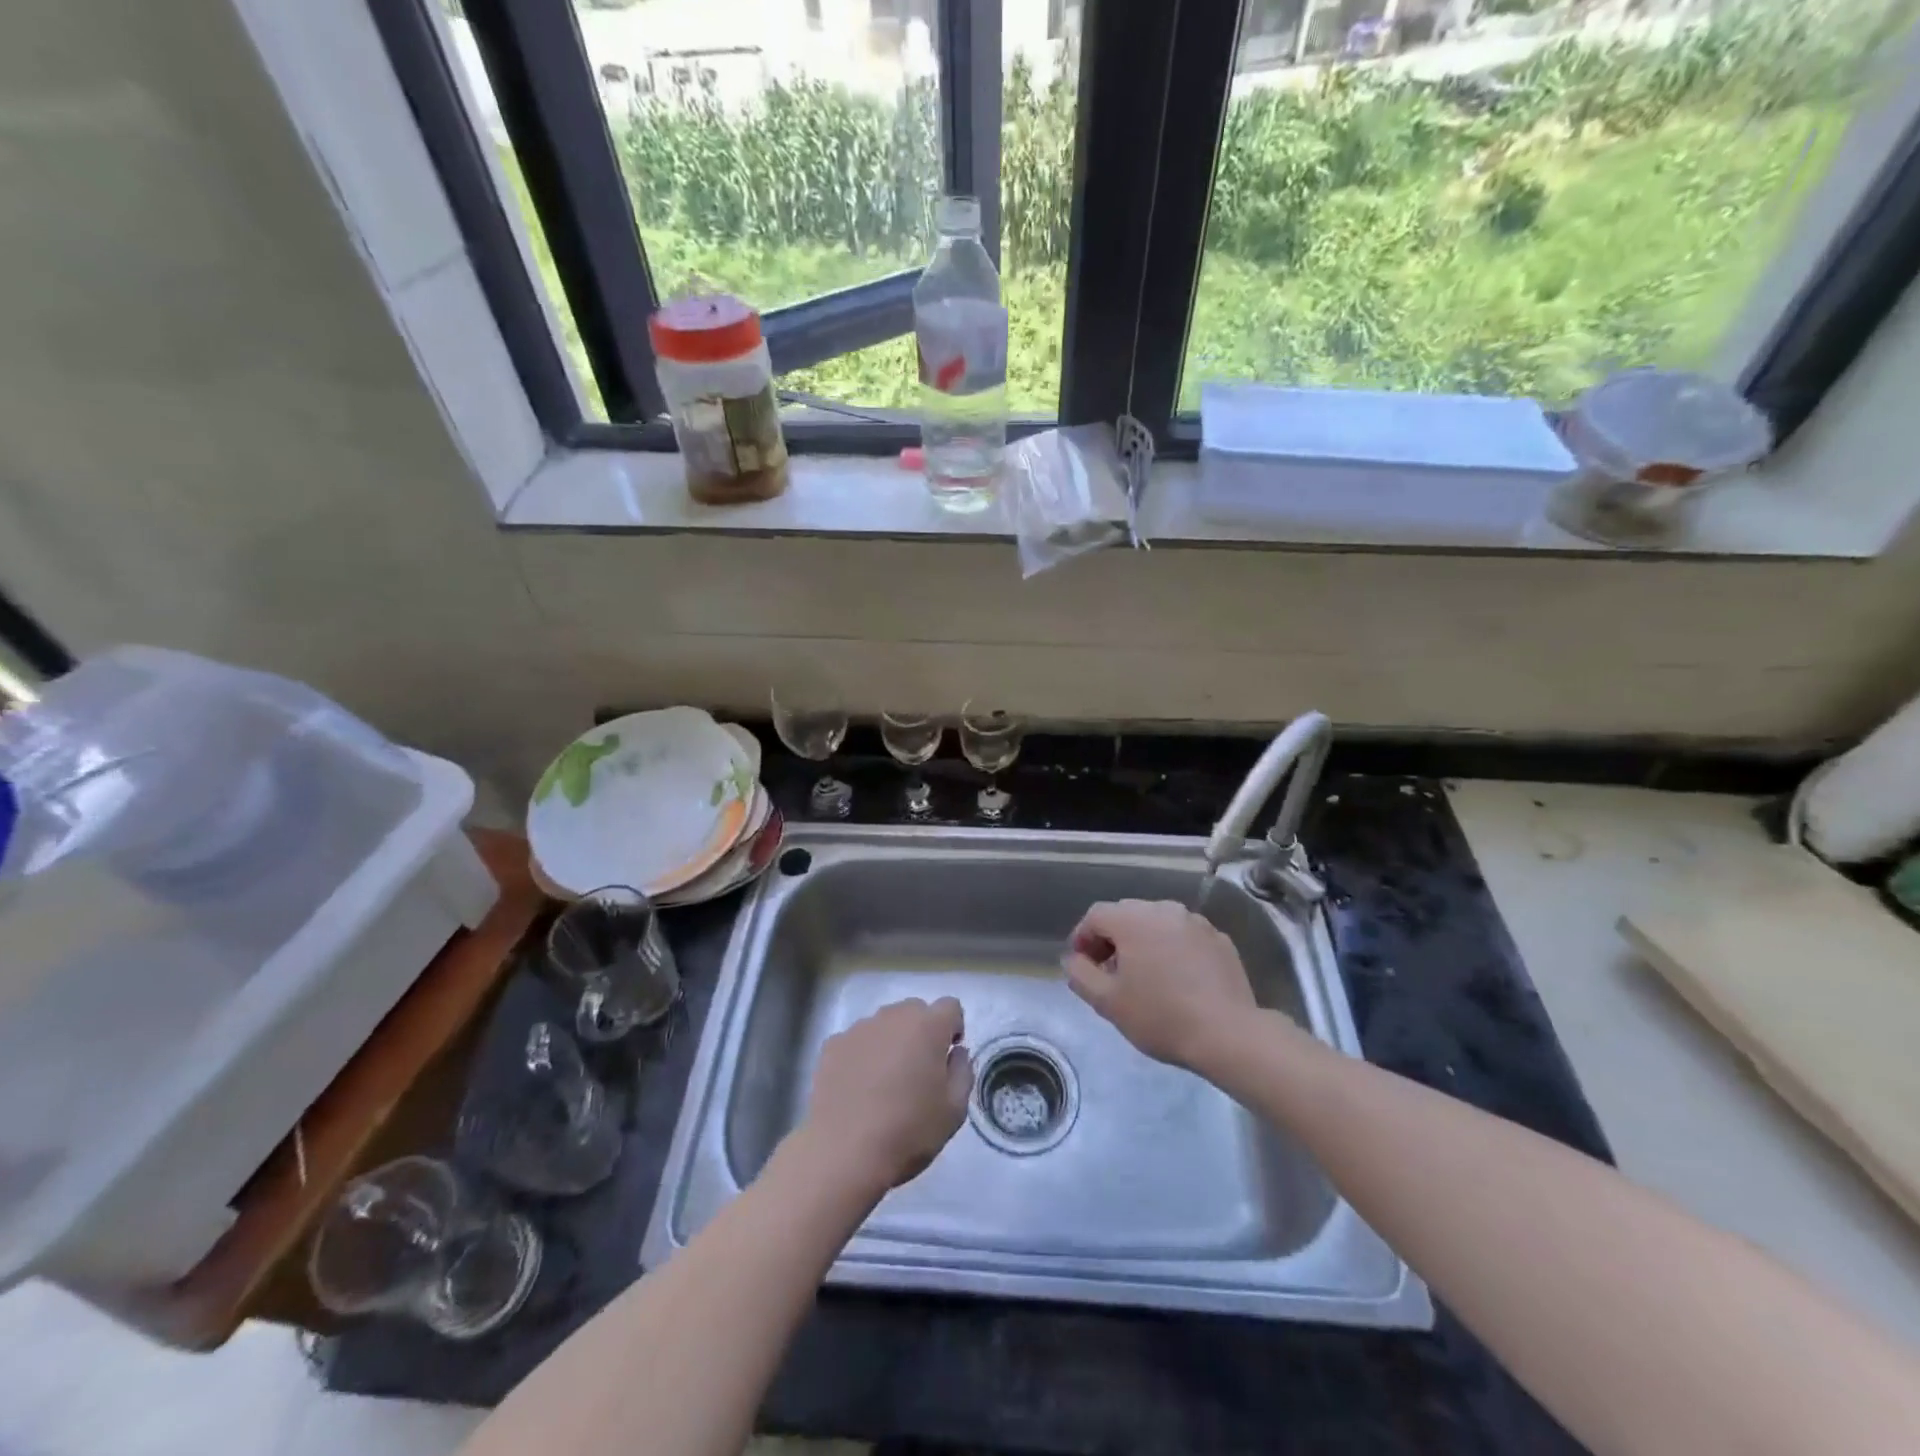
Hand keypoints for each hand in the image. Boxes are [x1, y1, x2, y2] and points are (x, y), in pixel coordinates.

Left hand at [799, 997, 972, 1193]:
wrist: (843, 1153)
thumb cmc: (908, 1131)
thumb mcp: (954, 1110)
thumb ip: (962, 1071)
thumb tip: (955, 1052)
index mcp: (927, 1026)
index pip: (950, 1007)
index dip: (953, 1029)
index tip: (947, 1059)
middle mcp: (892, 1016)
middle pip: (915, 1011)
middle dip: (921, 1033)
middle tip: (917, 1072)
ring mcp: (858, 1028)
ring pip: (884, 1025)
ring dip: (891, 1043)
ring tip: (884, 1083)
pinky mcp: (832, 1045)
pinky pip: (857, 1041)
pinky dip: (862, 1055)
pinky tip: (858, 1089)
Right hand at [1063, 899, 1255, 1070]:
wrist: (1228, 1034)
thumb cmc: (1160, 1016)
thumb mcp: (1107, 1002)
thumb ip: (1080, 974)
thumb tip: (1073, 959)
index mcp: (1133, 919)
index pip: (1095, 915)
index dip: (1083, 938)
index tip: (1082, 966)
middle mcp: (1164, 909)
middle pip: (1127, 914)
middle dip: (1112, 939)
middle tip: (1110, 973)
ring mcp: (1196, 922)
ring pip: (1158, 923)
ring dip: (1144, 942)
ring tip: (1145, 976)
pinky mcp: (1219, 939)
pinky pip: (1184, 936)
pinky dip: (1173, 949)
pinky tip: (1178, 979)